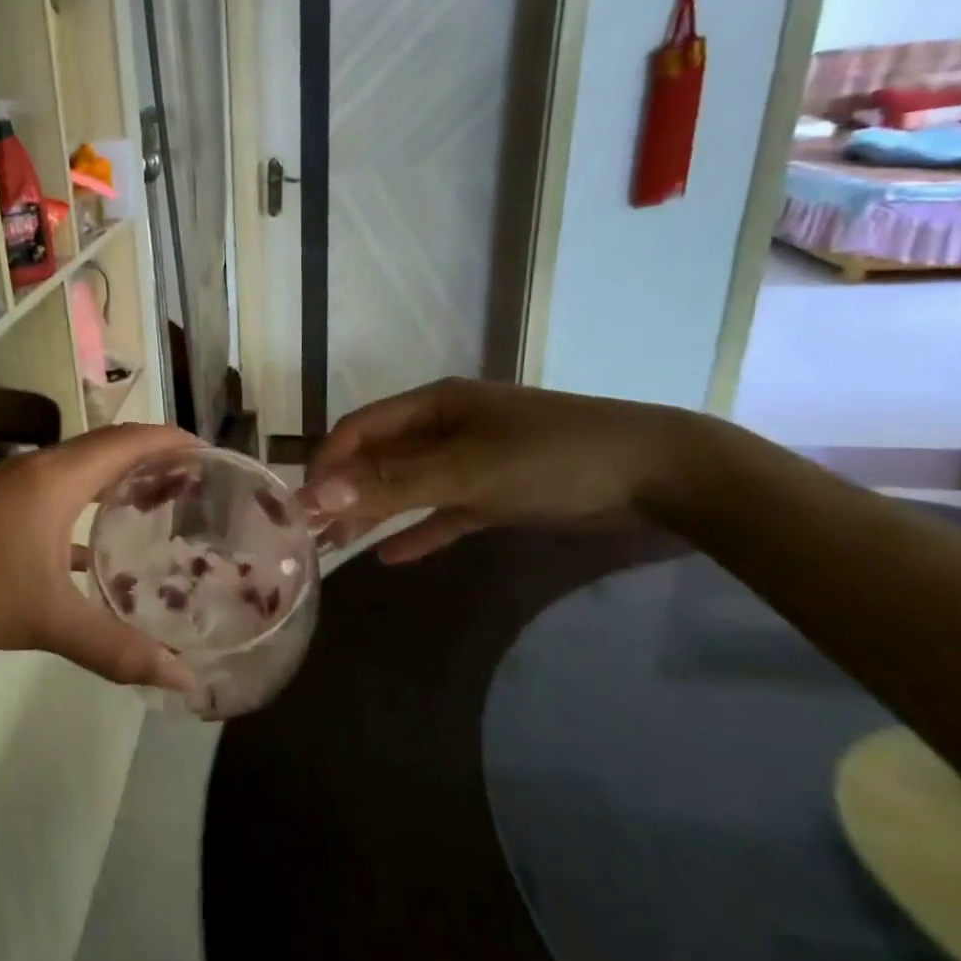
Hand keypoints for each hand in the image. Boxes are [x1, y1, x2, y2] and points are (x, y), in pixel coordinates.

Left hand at [0, 424, 202, 690]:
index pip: (128, 442)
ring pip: (81, 469)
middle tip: (194, 479)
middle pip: (108, 447)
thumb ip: (117, 649)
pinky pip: (58, 492)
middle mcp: (41, 469)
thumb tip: (181, 681)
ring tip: (157, 501)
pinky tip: (98, 547)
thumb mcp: (50, 621)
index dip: (170, 441)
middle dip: (152, 456)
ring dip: (118, 478)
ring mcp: (16, 485)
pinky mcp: (0, 505)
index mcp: (59, 478)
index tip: (210, 452)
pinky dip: (87, 504)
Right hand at [300, 378, 706, 563]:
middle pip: (380, 457)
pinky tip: (391, 556)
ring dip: (375, 512)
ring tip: (337, 544)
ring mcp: (473, 460)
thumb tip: (319, 494)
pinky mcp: (497, 492)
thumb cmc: (552, 458)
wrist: (659, 475)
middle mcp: (446, 427)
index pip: (361, 428)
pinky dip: (419, 530)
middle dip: (345, 490)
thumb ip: (393, 484)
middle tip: (311, 529)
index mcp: (434, 405)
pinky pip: (444, 511)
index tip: (300, 500)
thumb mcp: (467, 472)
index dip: (327, 461)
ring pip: (408, 486)